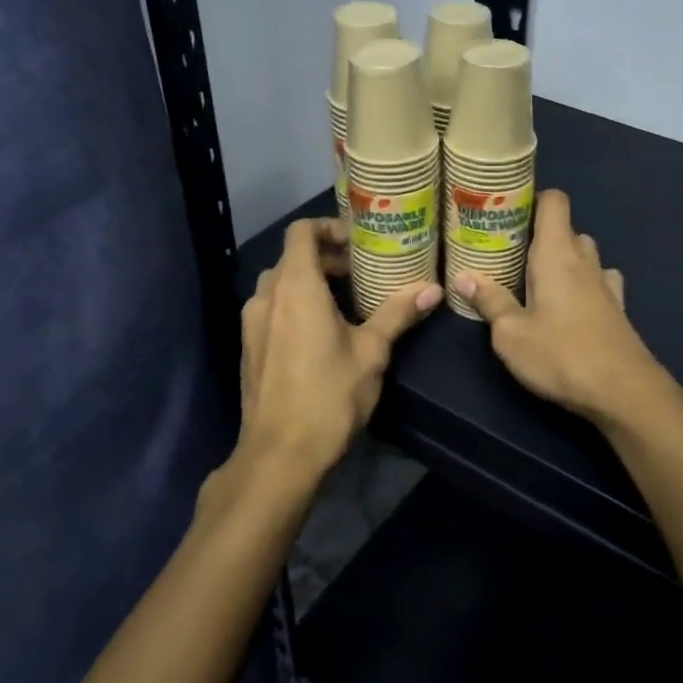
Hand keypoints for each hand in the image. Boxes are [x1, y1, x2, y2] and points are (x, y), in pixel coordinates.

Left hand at [239, 218, 440, 478]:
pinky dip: (295, 305)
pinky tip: (322, 332)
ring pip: (280, 284)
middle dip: (326, 258)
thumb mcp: (372, 351)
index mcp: (295, 286)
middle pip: (292, 257)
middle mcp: (267, 296)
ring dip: (309, 282)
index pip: (302, 232)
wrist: (279, 455)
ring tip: (346, 301)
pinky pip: (271, 309)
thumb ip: (398, 314)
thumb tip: (433, 289)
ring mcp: (252, 323)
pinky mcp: (249, 348)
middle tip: (362, 273)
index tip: (359, 241)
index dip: (329, 227)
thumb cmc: (329, 395)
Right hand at [453, 190, 668, 425]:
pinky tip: (571, 304)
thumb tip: (463, 276)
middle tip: (510, 254)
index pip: (555, 201)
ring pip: (585, 255)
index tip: (507, 212)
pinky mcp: (618, 309)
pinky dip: (584, 284)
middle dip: (540, 236)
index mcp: (557, 254)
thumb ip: (489, 301)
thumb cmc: (561, 355)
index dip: (534, 198)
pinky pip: (599, 281)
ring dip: (564, 260)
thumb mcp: (511, 333)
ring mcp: (606, 284)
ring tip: (537, 281)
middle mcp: (584, 260)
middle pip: (566, 229)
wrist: (624, 392)